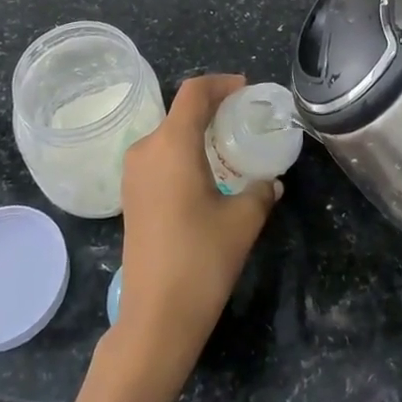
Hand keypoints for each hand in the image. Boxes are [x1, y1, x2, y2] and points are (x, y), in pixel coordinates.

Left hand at [113, 74, 280, 378]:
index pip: (194, 92)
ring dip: (197, 130)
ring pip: (168, 134)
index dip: (221, 83)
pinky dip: (183, 151)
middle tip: (243, 116)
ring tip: (229, 144)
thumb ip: (260, 191)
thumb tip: (271, 180)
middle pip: (180, 110)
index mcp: (171, 144)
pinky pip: (159, 156)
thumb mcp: (242, 221)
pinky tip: (206, 173)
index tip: (246, 89)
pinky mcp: (131, 195)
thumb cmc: (200, 260)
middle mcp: (146, 149)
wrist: (154, 319)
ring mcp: (133, 174)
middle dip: (212, 107)